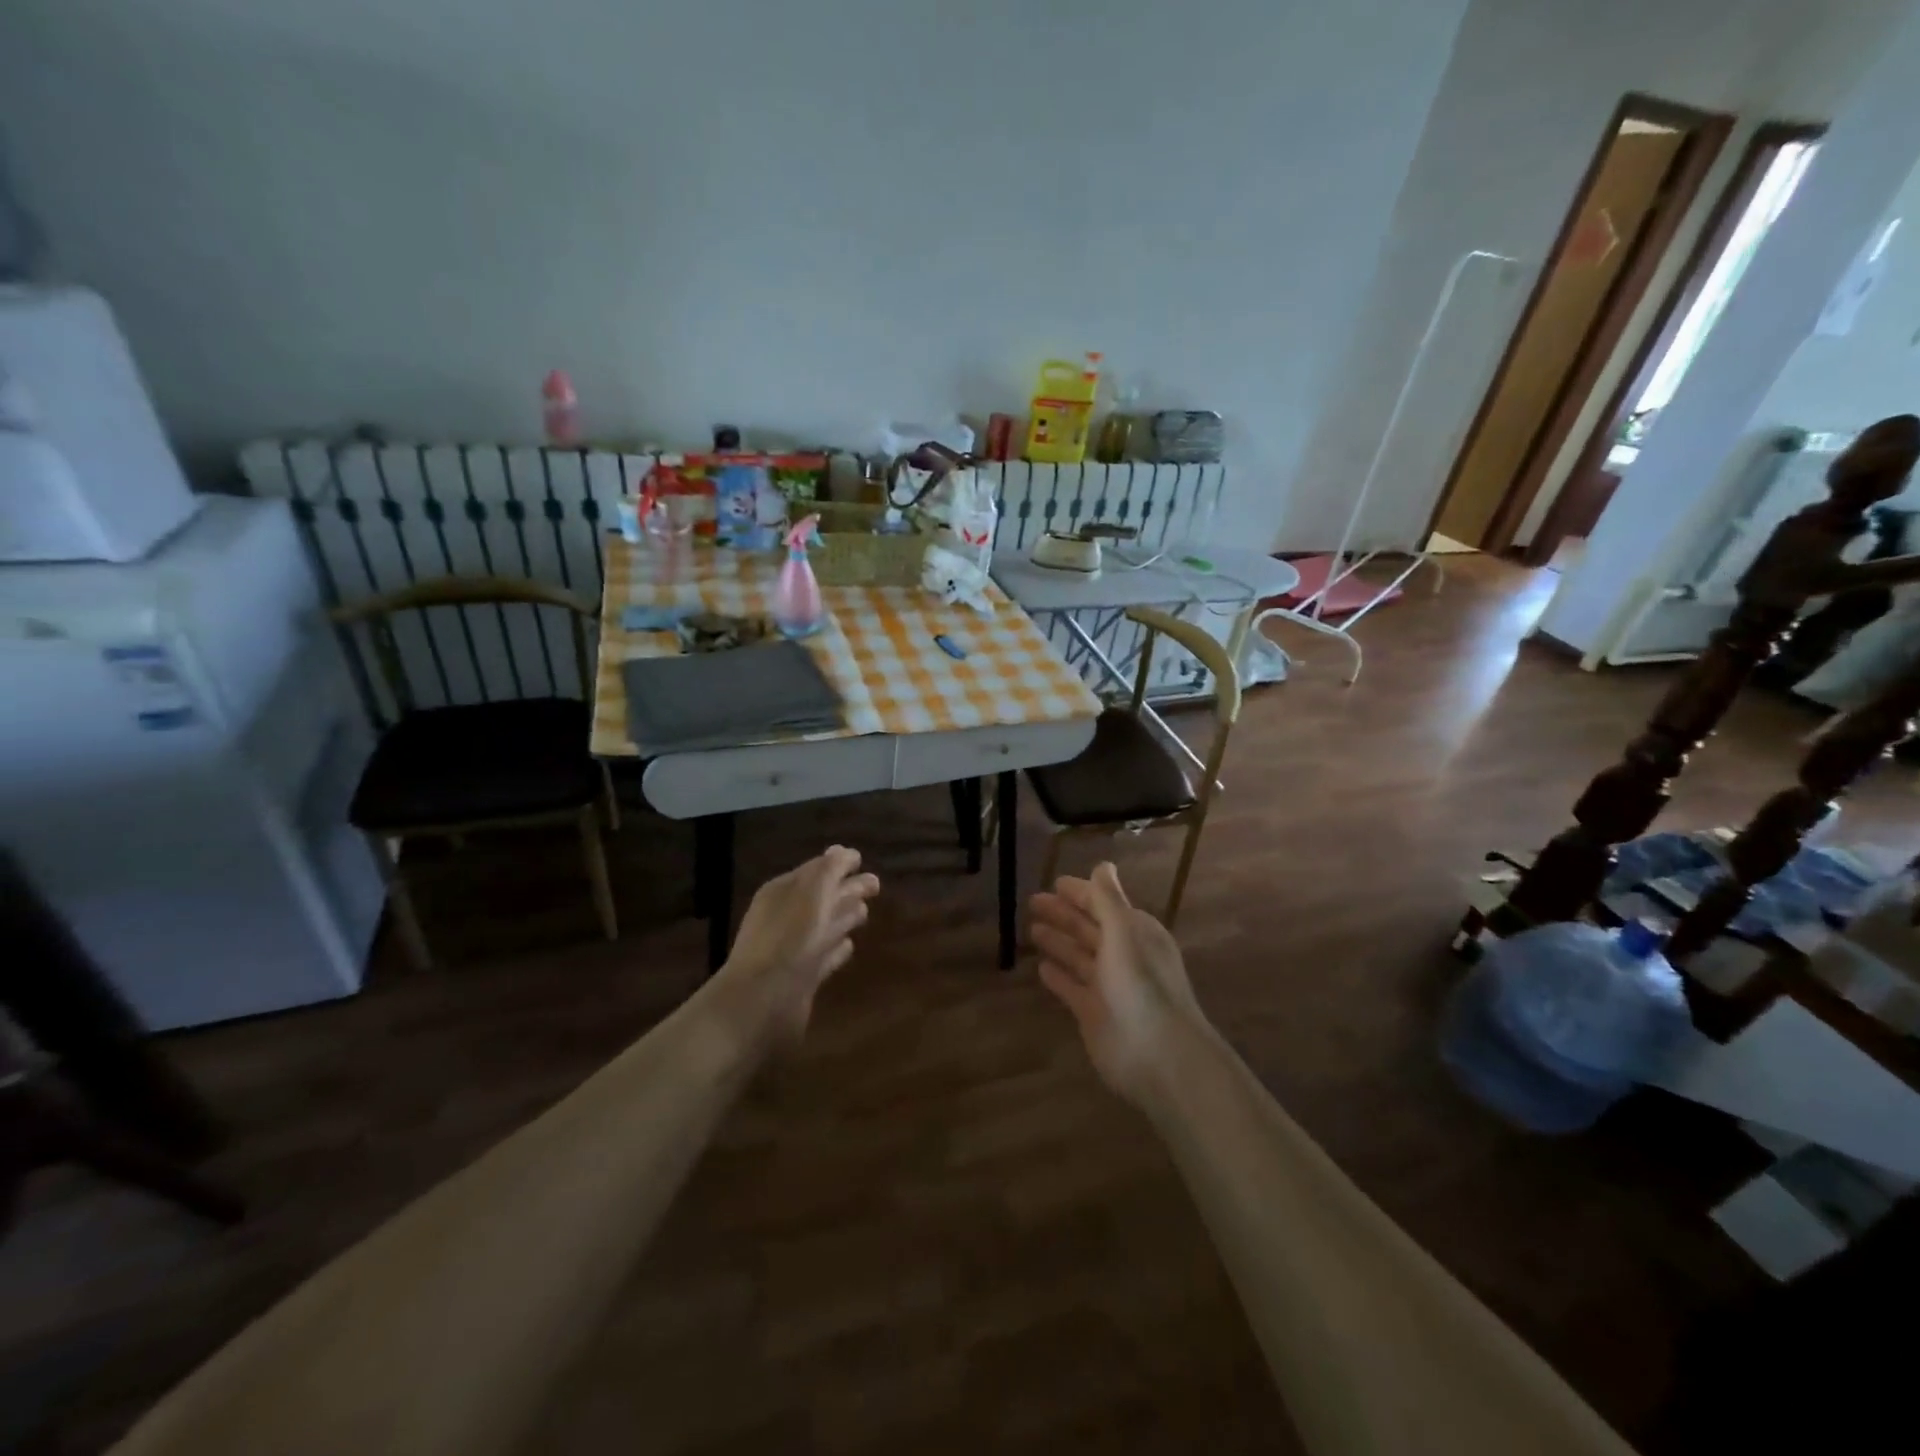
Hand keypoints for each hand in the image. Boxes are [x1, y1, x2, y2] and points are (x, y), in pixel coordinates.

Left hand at [721, 846, 880, 1045]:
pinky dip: (837, 950)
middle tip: (876, 886)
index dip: (838, 863)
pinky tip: (849, 948)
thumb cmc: (788, 939)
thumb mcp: (811, 892)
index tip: (862, 860)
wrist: (760, 1003)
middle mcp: (787, 917)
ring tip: (865, 913)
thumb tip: (844, 851)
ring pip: (824, 926)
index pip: (815, 870)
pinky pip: (824, 957)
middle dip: (848, 889)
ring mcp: (794, 949)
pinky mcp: (802, 979)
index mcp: (783, 892)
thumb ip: (829, 870)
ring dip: (844, 918)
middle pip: (823, 897)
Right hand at [1029, 862, 1208, 1105]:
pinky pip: (1072, 988)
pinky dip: (1058, 976)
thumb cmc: (1141, 986)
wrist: (1159, 1056)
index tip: (1054, 883)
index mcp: (1136, 933)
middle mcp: (1123, 956)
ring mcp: (1108, 987)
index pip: (1103, 904)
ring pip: (1079, 956)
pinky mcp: (1094, 1014)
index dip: (1080, 893)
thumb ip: (1108, 900)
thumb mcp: (1124, 933)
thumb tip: (1103, 864)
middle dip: (1064, 914)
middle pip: (1089, 928)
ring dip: (1059, 941)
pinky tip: (1041, 967)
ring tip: (1032, 929)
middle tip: (1032, 901)